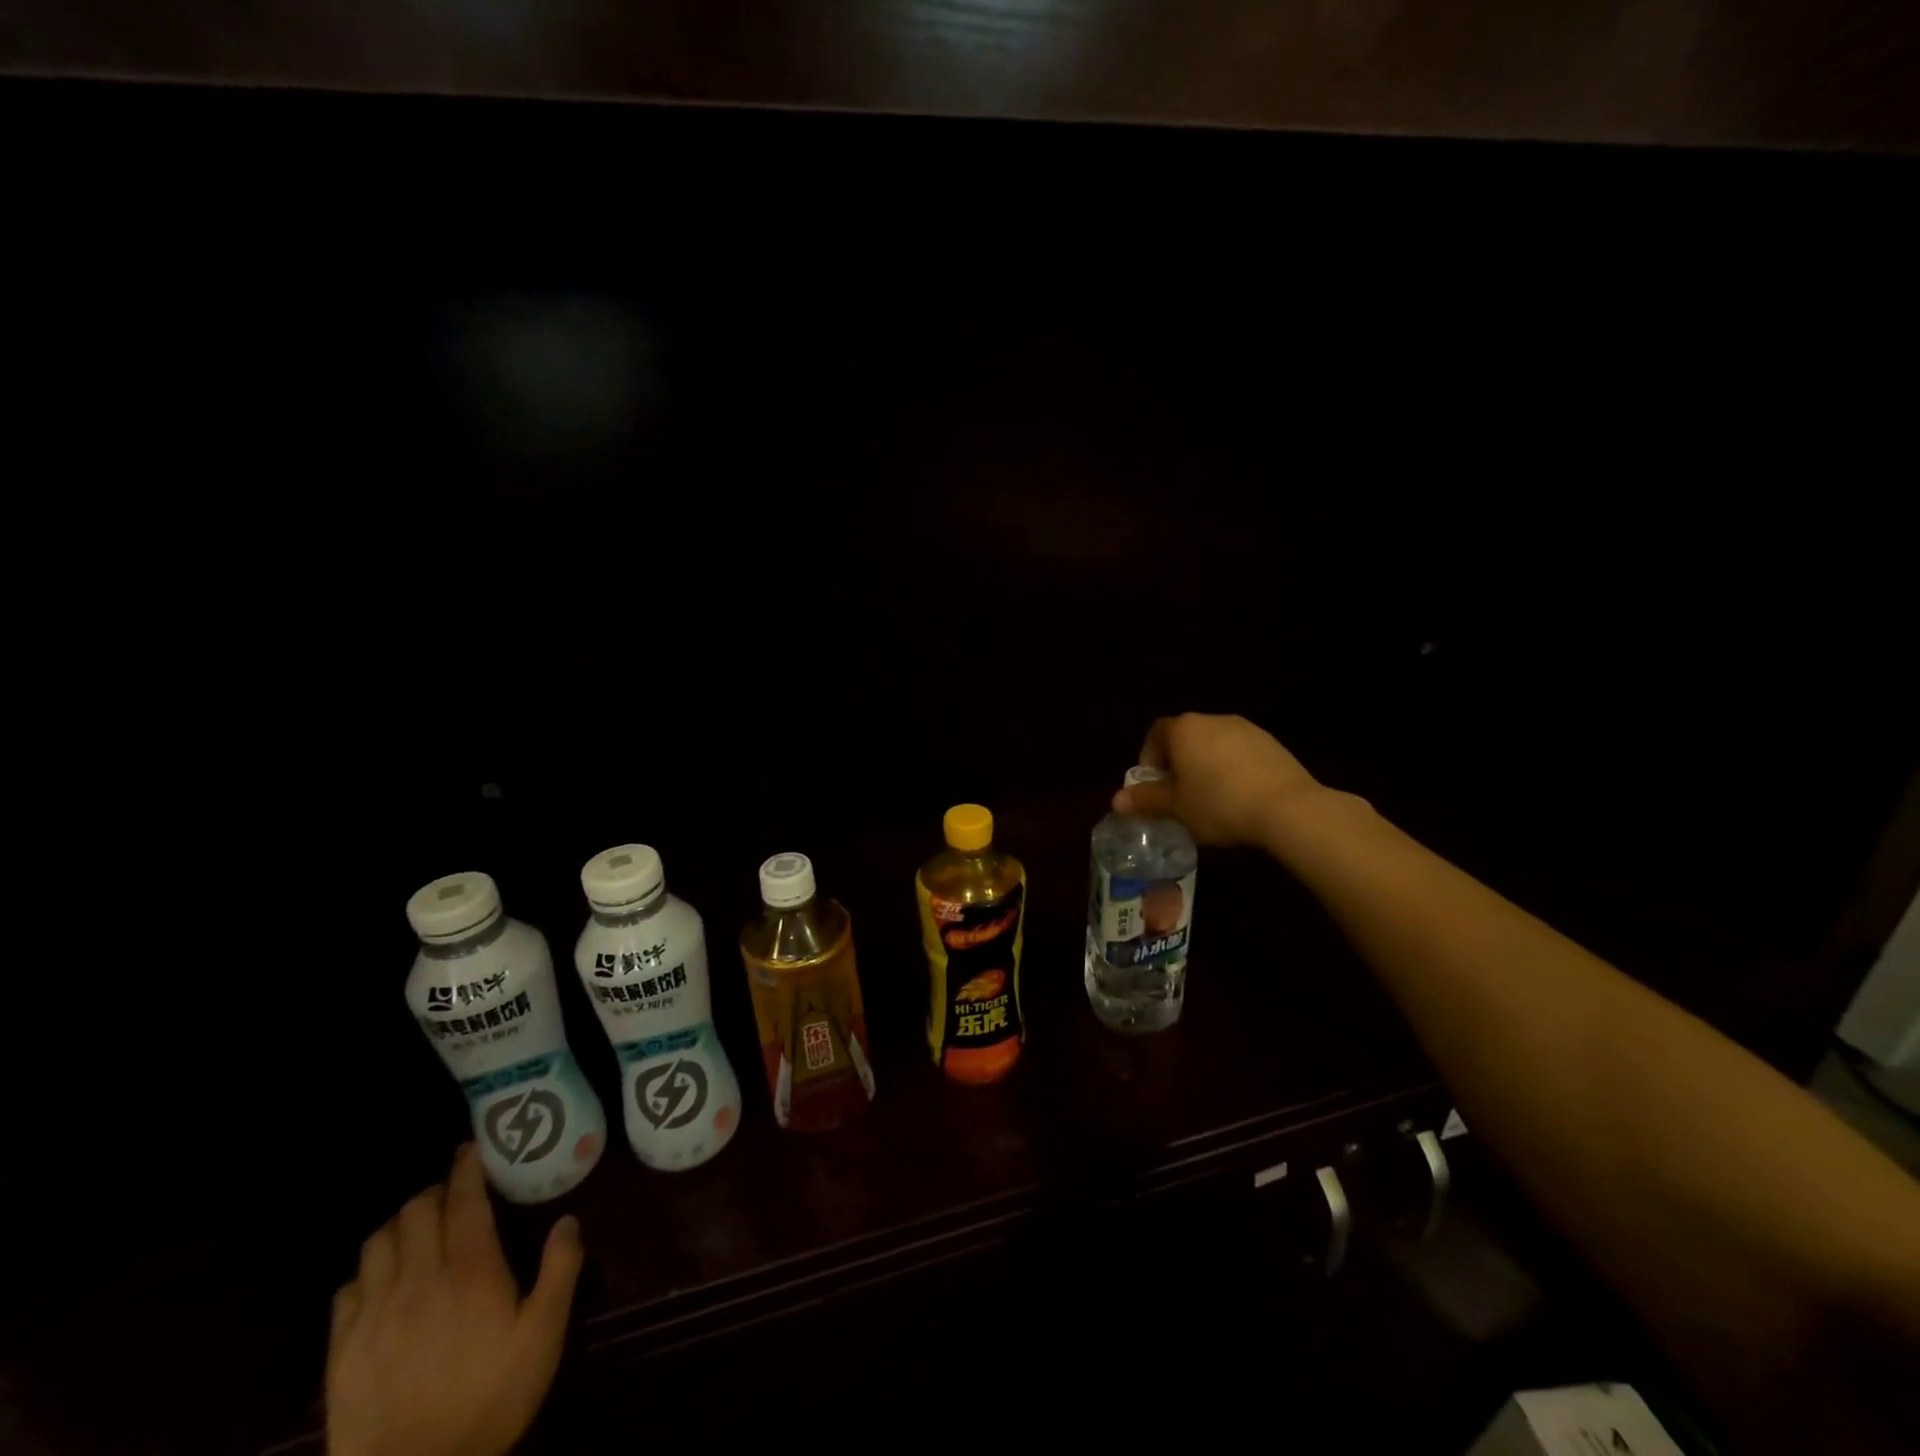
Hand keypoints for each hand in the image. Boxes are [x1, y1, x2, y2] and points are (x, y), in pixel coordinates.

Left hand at [326, 1144, 583, 1455]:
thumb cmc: (490, 1398)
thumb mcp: (544, 1334)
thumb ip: (560, 1269)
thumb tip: (568, 1219)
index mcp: (470, 1270)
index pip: (463, 1201)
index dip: (466, 1169)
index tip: (470, 1149)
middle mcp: (419, 1279)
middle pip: (414, 1212)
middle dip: (433, 1192)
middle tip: (451, 1195)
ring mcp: (375, 1314)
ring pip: (377, 1243)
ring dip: (398, 1226)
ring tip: (416, 1232)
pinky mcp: (343, 1350)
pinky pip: (346, 1290)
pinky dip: (367, 1272)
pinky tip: (381, 1284)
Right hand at [1113, 713, 1324, 848]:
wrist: (1287, 807)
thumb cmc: (1218, 804)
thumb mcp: (1174, 808)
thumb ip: (1145, 800)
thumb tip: (1117, 800)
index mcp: (1183, 729)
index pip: (1155, 734)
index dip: (1149, 758)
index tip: (1153, 785)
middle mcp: (1212, 719)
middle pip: (1185, 737)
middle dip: (1177, 763)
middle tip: (1178, 795)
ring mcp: (1245, 728)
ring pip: (1213, 744)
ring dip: (1205, 765)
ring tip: (1210, 799)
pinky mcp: (1271, 743)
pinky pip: (1239, 753)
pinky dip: (1232, 769)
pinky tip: (1239, 796)